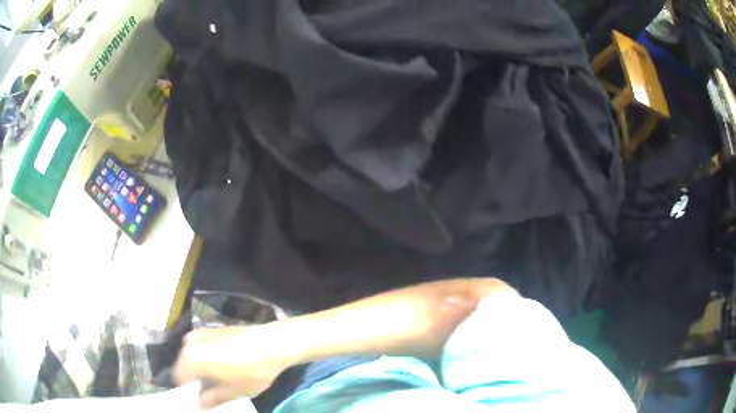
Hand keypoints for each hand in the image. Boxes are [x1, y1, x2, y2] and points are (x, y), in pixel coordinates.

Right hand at [174, 325, 295, 409]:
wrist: (273, 343)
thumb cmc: (252, 371)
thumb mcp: (232, 392)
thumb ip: (211, 399)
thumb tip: (200, 404)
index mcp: (190, 358)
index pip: (180, 380)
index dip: (189, 392)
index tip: (199, 400)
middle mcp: (190, 342)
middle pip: (186, 367)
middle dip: (196, 380)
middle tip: (210, 393)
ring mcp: (200, 332)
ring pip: (194, 357)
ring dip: (202, 369)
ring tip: (219, 381)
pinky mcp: (212, 329)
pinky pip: (203, 348)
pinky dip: (207, 358)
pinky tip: (225, 367)